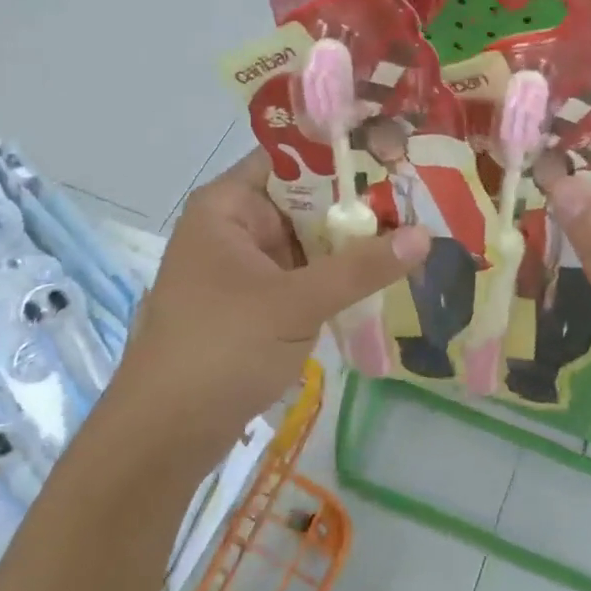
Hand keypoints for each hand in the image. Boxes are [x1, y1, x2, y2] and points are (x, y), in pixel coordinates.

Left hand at [106, 152, 429, 469]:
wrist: (165, 435)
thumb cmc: (221, 349)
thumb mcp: (295, 303)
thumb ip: (360, 267)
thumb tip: (425, 235)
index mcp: (229, 206)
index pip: (292, 159)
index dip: (343, 155)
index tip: (398, 155)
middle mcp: (236, 227)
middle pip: (306, 201)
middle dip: (360, 204)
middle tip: (423, 197)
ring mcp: (246, 267)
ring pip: (310, 241)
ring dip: (354, 243)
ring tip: (419, 230)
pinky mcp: (257, 302)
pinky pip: (305, 275)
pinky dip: (338, 276)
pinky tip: (385, 275)